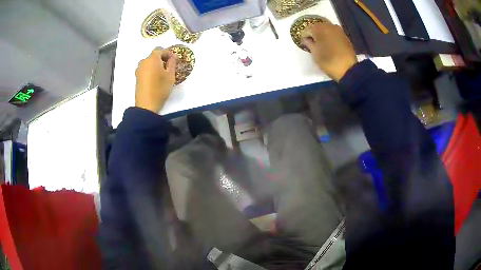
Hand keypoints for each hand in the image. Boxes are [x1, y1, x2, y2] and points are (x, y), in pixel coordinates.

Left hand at [135, 48, 176, 112]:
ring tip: (162, 72)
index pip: (160, 49)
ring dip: (155, 64)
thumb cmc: (160, 88)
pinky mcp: (137, 77)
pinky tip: (155, 78)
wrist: (146, 104)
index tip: (174, 59)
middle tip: (169, 66)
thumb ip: (172, 63)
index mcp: (153, 59)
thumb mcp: (170, 75)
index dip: (168, 53)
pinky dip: (150, 70)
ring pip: (148, 62)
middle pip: (153, 55)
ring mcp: (139, 69)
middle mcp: (144, 62)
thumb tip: (172, 57)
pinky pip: (145, 69)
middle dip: (161, 58)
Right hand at [301, 22, 356, 81]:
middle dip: (314, 34)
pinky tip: (330, 45)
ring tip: (321, 44)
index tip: (304, 44)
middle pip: (317, 27)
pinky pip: (334, 33)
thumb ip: (308, 43)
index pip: (307, 30)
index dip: (304, 37)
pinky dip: (330, 37)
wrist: (349, 69)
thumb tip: (306, 39)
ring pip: (326, 29)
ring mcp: (338, 30)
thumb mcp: (315, 53)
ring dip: (323, 34)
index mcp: (318, 28)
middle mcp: (328, 25)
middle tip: (312, 43)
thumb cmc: (328, 61)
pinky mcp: (345, 36)